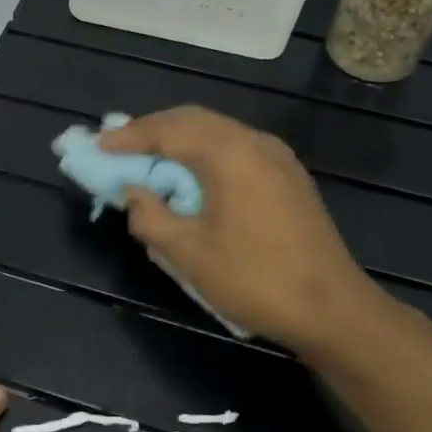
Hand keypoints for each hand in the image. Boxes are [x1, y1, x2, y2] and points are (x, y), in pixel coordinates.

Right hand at [100, 107, 394, 356]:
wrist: (333, 310)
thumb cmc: (255, 280)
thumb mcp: (188, 254)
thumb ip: (151, 216)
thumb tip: (134, 193)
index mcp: (229, 153)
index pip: (167, 131)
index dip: (128, 137)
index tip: (98, 145)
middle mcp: (255, 142)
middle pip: (192, 121)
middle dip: (152, 131)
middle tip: (119, 148)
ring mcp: (277, 157)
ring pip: (216, 132)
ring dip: (179, 141)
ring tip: (149, 160)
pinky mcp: (288, 176)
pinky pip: (235, 148)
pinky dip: (204, 153)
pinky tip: (191, 177)